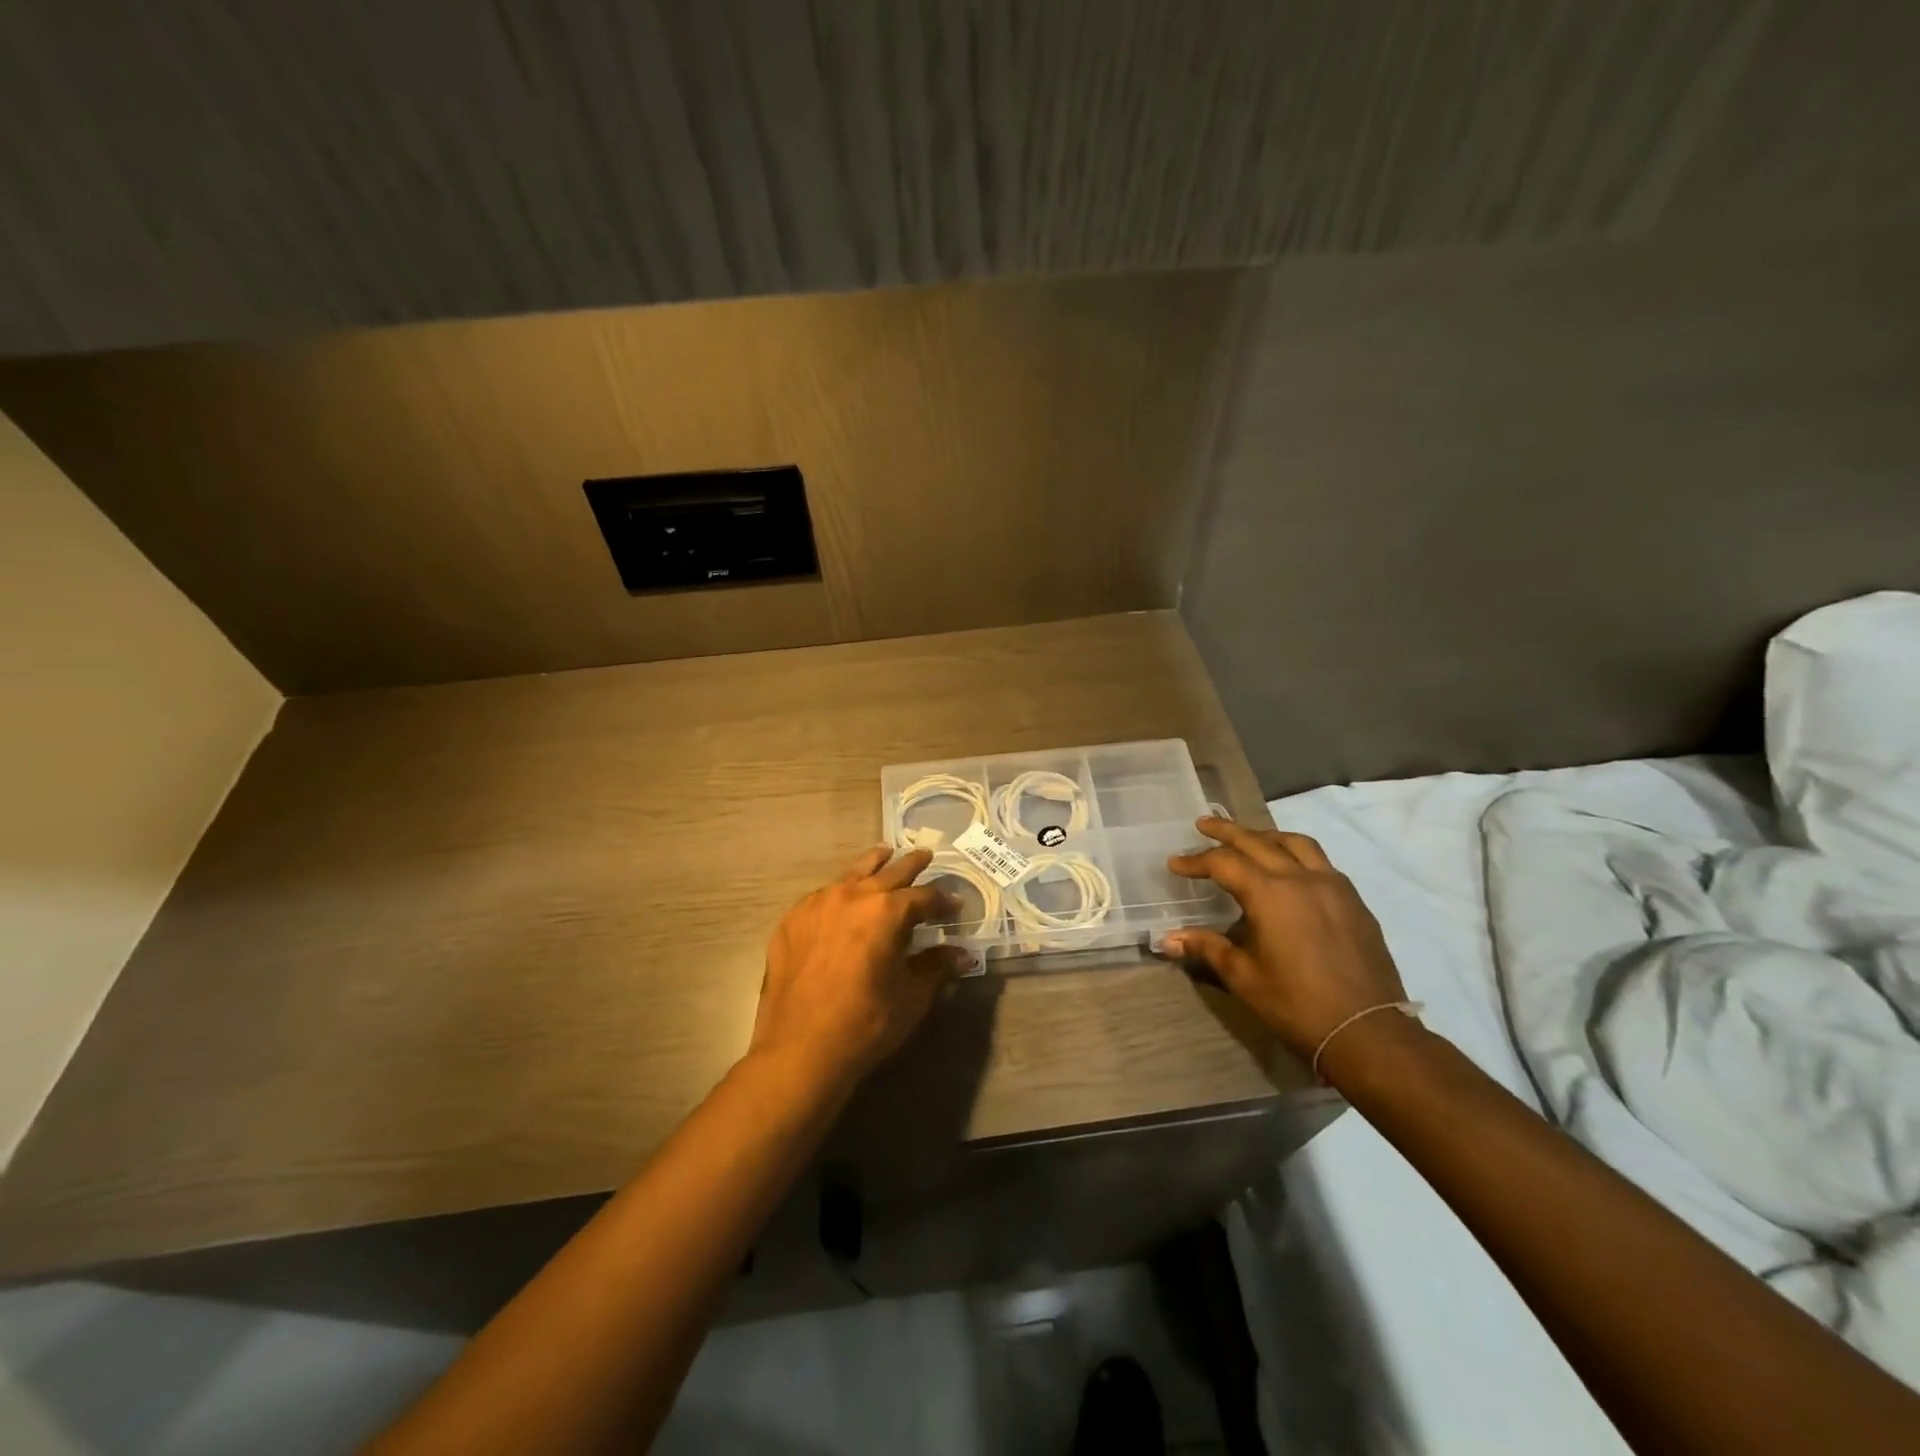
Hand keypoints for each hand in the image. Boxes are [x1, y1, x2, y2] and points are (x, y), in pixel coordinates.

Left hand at [751, 846, 970, 1085]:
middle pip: (888, 872)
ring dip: (872, 865)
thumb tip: (961, 954)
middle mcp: (851, 896)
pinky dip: (839, 893)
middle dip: (910, 865)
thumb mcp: (911, 996)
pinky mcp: (791, 921)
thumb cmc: (865, 1023)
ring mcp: (816, 905)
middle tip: (925, 855)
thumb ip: (936, 967)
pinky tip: (841, 900)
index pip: (923, 897)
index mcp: (885, 910)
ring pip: (850, 874)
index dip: (942, 901)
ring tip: (883, 854)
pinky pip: (821, 896)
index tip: (955, 905)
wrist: (799, 1050)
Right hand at [1163, 818, 1407, 1066]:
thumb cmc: (1297, 1004)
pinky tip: (1290, 869)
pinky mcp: (1353, 900)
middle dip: (1226, 831)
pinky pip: (1320, 861)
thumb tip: (1167, 939)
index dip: (1195, 861)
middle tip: (1203, 824)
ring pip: (1295, 843)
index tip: (1174, 864)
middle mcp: (1300, 878)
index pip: (1223, 863)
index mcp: (1269, 894)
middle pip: (1257, 841)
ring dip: (1265, 835)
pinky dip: (1296, 853)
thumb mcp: (1243, 977)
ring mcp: (1332, 886)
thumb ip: (1207, 948)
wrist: (1367, 1031)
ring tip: (1248, 838)